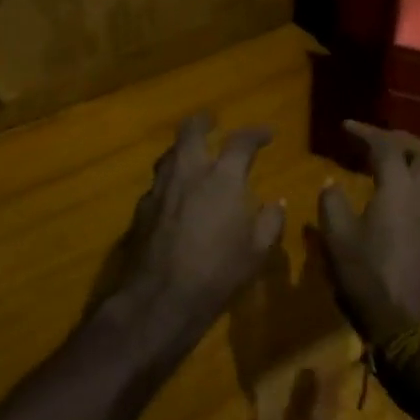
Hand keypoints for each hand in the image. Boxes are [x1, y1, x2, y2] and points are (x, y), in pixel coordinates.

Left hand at [91, 113, 284, 340]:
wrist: (161, 298)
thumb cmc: (218, 272)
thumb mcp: (257, 251)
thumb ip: (270, 221)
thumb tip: (277, 203)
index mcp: (222, 177)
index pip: (241, 141)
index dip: (256, 134)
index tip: (267, 134)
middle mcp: (189, 172)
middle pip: (191, 130)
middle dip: (204, 121)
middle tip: (212, 121)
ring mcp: (160, 188)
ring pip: (169, 153)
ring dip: (183, 148)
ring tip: (192, 154)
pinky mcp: (142, 207)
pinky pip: (158, 182)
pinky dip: (170, 180)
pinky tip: (174, 195)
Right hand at [312, 121, 419, 344]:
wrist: (416, 332)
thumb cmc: (370, 283)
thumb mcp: (337, 243)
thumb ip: (332, 205)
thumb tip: (332, 183)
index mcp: (399, 189)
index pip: (386, 146)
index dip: (365, 132)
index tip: (346, 127)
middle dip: (400, 138)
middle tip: (376, 139)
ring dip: (417, 159)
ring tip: (394, 163)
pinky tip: (407, 197)